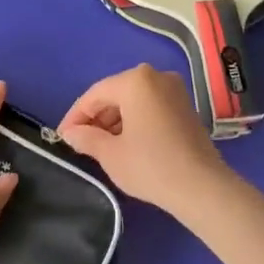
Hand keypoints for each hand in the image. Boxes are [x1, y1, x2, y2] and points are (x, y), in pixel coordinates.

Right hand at [57, 64, 230, 211]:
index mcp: (136, 81)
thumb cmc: (150, 166)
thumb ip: (86, 138)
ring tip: (100, 146)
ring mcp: (175, 90)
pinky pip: (150, 107)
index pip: (95, 94)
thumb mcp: (110, 154)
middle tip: (79, 142)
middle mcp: (157, 77)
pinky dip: (134, 121)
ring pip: (133, 101)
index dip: (75, 116)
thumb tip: (70, 133)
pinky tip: (125, 143)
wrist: (201, 187)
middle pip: (115, 94)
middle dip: (96, 118)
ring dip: (114, 121)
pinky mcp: (186, 107)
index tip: (62, 137)